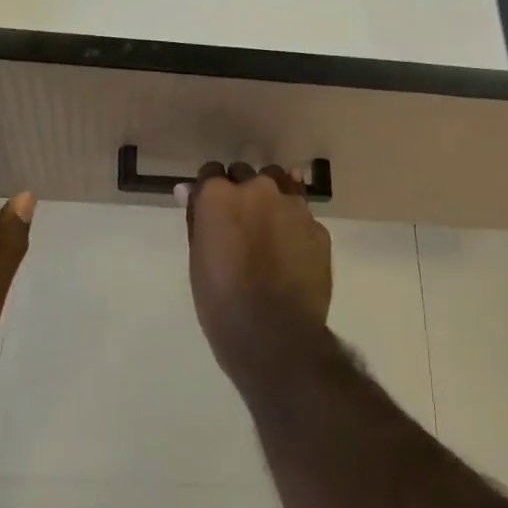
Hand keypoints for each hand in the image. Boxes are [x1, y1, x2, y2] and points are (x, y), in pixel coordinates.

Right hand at [179, 163, 331, 369]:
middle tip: (239, 223)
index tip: (210, 210)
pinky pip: (302, 216)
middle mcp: (258, 189)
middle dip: (241, 191)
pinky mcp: (318, 227)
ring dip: (272, 200)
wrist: (275, 334)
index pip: (211, 173)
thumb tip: (189, 190)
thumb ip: (197, 218)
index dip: (210, 191)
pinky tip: (291, 253)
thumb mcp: (198, 259)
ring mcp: (293, 205)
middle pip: (246, 175)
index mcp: (220, 195)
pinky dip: (294, 227)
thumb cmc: (222, 301)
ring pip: (281, 186)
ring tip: (269, 231)